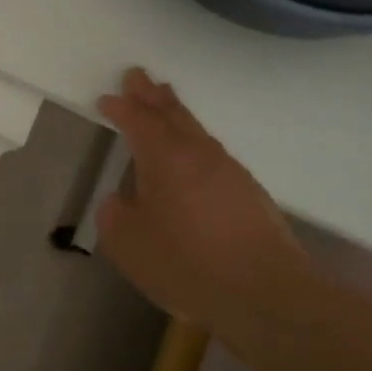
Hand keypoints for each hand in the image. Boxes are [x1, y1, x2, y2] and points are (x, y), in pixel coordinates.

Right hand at [97, 68, 312, 316]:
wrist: (265, 294)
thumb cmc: (186, 263)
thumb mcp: (127, 243)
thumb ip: (115, 215)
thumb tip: (121, 201)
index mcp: (165, 158)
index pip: (138, 121)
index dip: (121, 108)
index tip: (106, 98)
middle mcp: (198, 154)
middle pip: (173, 114)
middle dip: (152, 95)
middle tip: (137, 76)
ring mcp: (229, 172)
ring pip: (197, 131)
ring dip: (176, 115)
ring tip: (164, 103)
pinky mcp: (249, 194)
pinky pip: (213, 153)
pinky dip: (195, 142)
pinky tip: (192, 156)